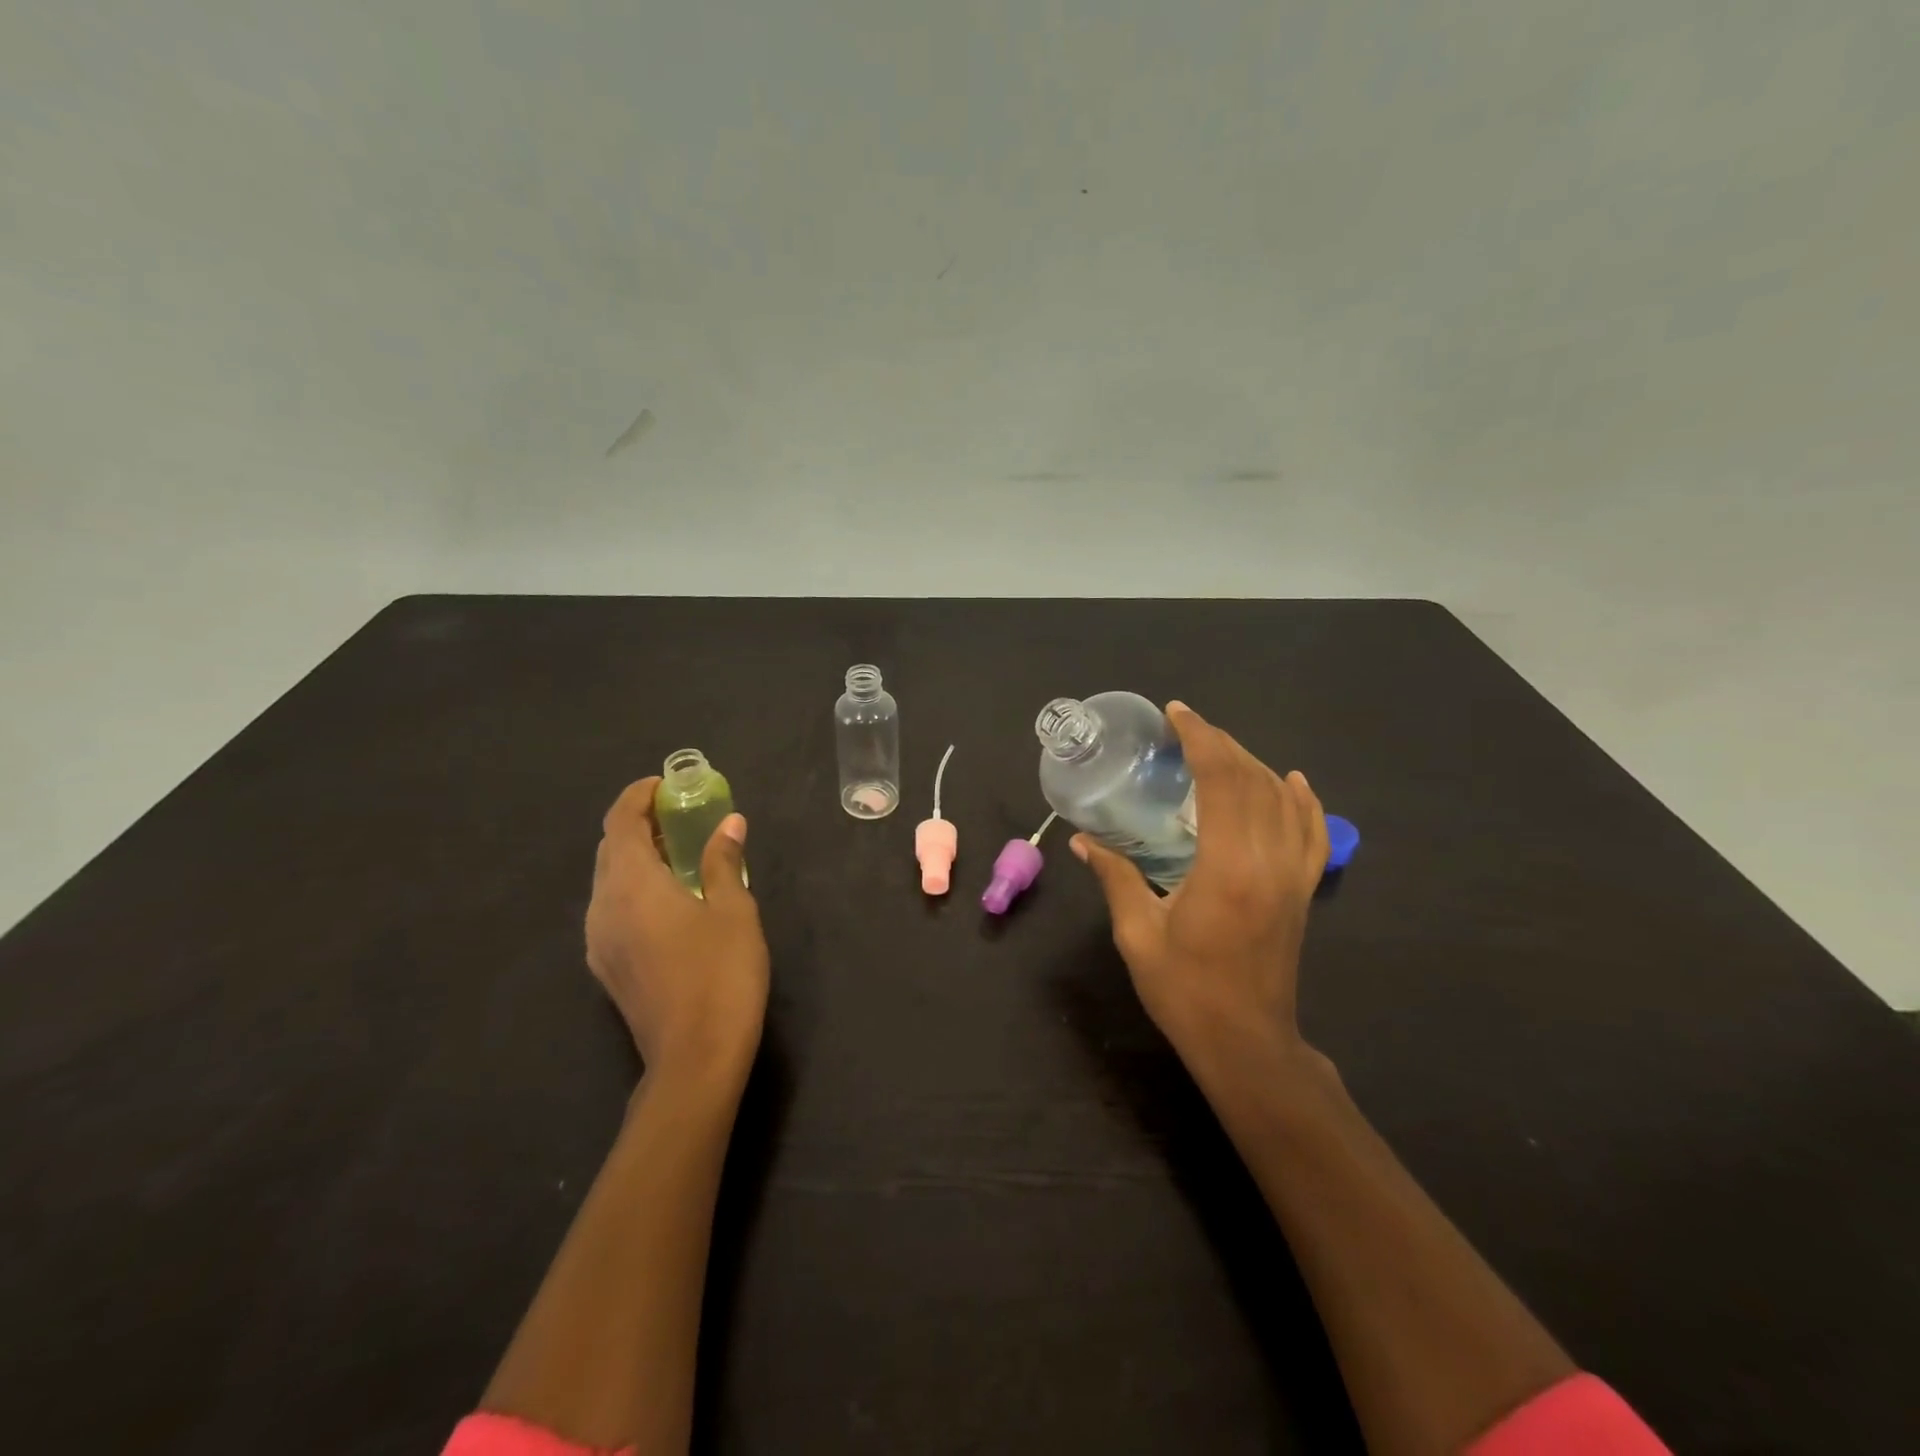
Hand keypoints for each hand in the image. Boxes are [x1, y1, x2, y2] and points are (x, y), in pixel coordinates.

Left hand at [586, 779, 769, 1090]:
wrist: (694, 1058)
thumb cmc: (721, 974)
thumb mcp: (733, 910)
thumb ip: (723, 861)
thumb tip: (728, 823)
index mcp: (631, 884)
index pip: (620, 823)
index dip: (637, 797)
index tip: (665, 785)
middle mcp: (602, 906)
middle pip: (609, 849)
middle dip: (637, 824)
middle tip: (678, 816)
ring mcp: (598, 940)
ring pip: (607, 880)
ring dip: (634, 856)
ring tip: (676, 852)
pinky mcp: (606, 966)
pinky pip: (611, 907)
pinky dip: (632, 886)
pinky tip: (666, 898)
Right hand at [1072, 702, 1329, 1076]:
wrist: (1246, 1043)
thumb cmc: (1185, 991)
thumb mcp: (1138, 934)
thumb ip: (1115, 877)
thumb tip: (1082, 840)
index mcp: (1226, 867)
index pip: (1221, 780)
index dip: (1200, 738)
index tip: (1177, 714)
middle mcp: (1268, 861)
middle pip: (1253, 780)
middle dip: (1221, 743)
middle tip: (1187, 726)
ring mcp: (1293, 876)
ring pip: (1283, 799)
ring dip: (1253, 764)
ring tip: (1221, 749)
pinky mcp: (1303, 891)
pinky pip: (1314, 833)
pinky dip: (1304, 800)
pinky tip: (1292, 781)